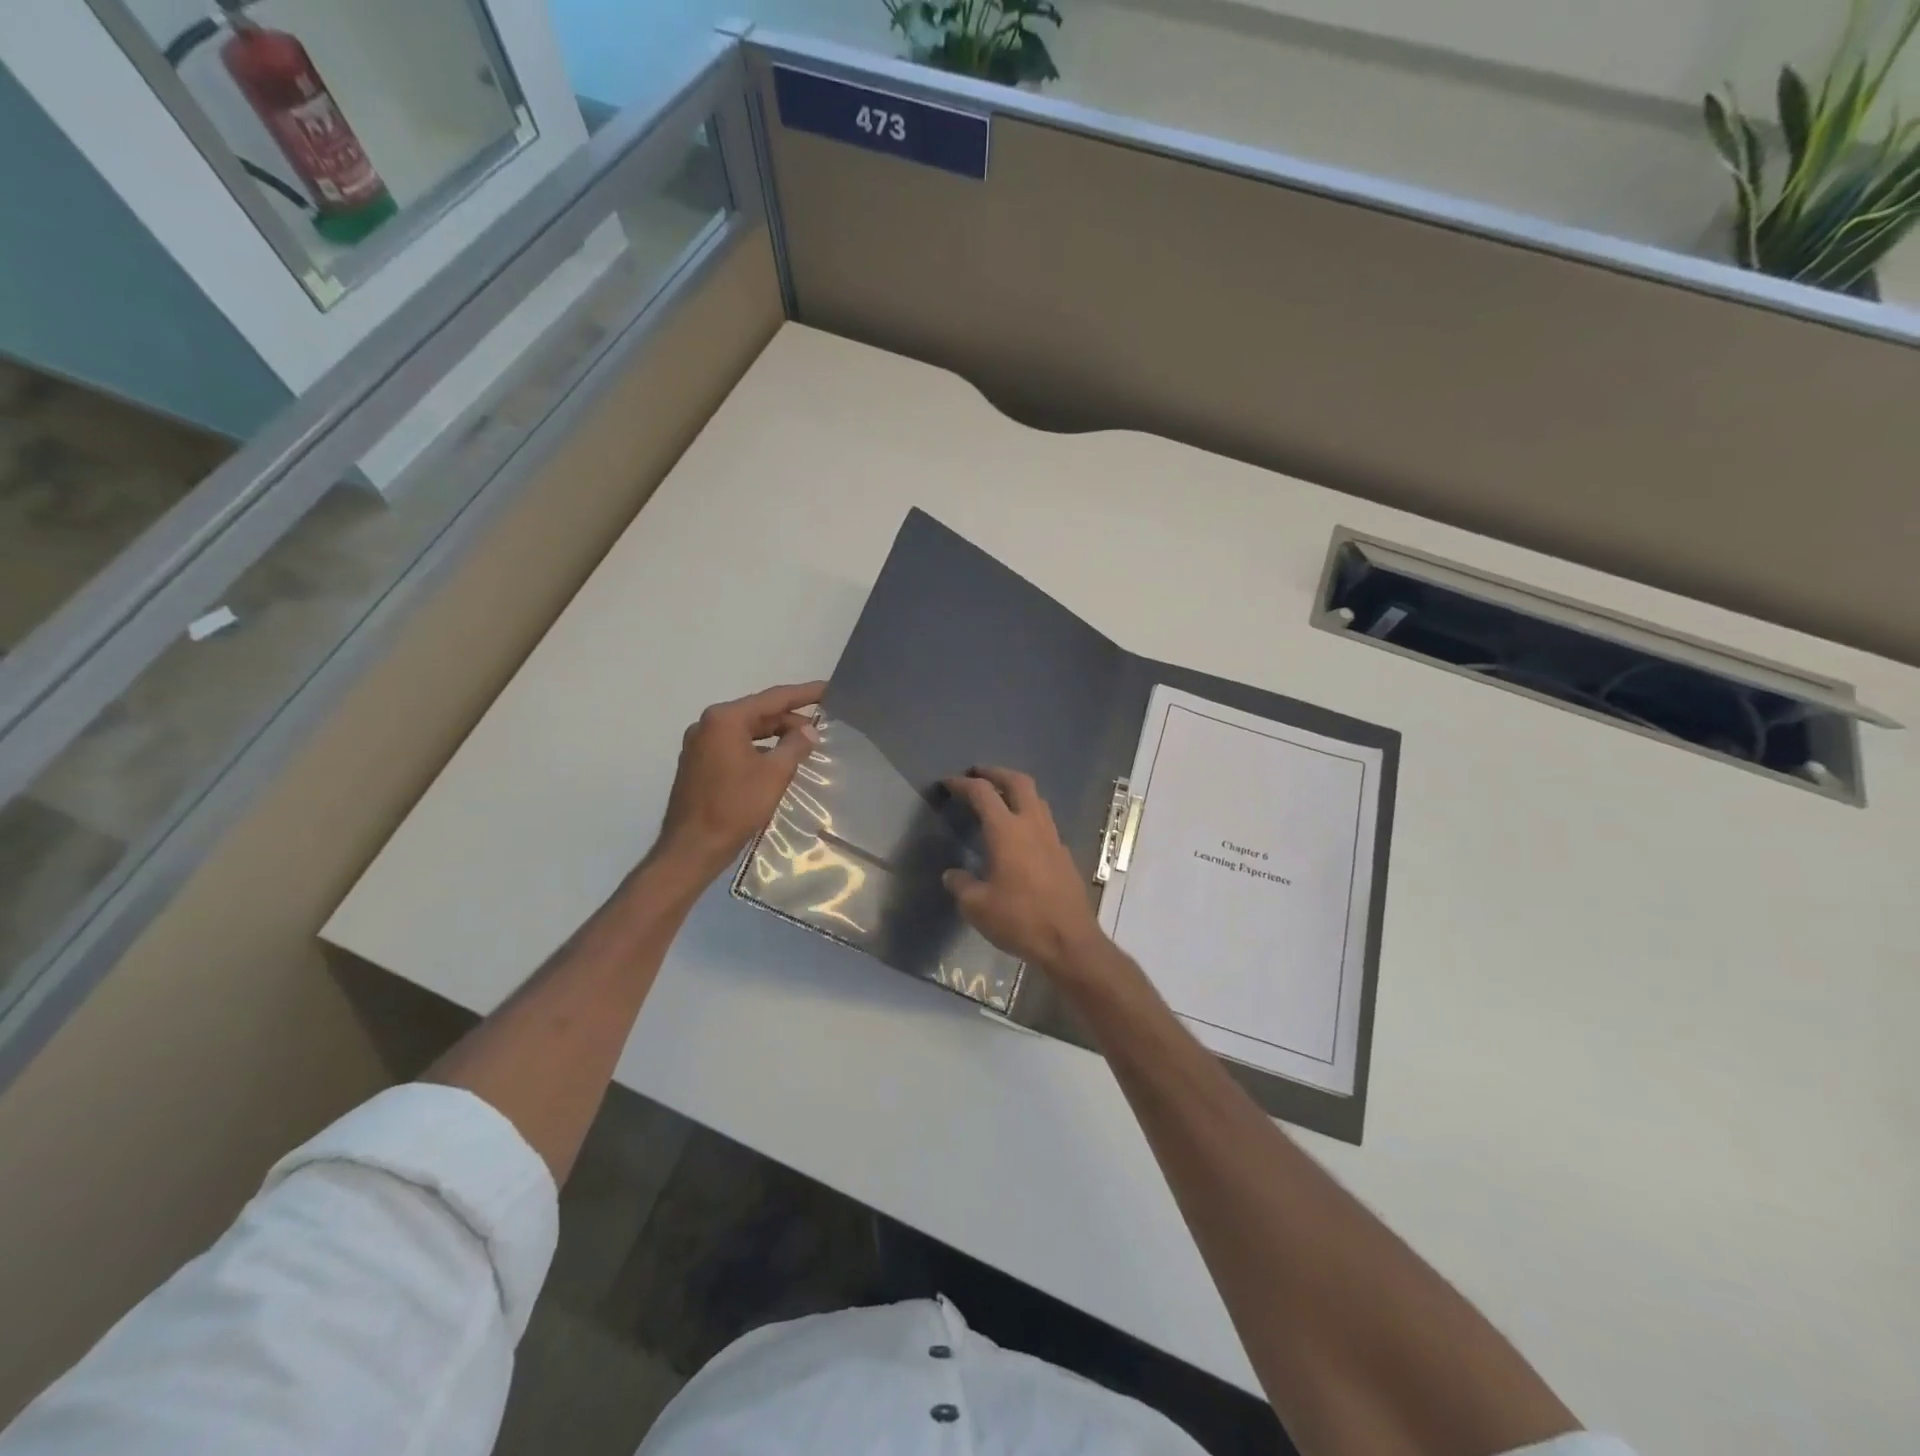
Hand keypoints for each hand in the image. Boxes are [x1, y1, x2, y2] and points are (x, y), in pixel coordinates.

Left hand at [655, 681, 824, 878]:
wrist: (692, 847)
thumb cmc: (735, 807)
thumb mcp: (774, 774)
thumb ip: (795, 745)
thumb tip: (809, 729)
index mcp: (725, 719)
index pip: (773, 698)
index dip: (804, 694)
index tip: (829, 689)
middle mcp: (708, 724)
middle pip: (758, 713)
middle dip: (790, 719)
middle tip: (822, 727)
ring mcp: (700, 744)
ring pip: (746, 731)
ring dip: (775, 735)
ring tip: (805, 743)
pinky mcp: (698, 764)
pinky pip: (735, 746)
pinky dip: (758, 749)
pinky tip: (777, 761)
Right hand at [942, 767, 1108, 974]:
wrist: (1069, 941)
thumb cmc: (1020, 920)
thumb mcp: (977, 907)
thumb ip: (961, 885)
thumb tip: (952, 875)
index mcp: (1007, 831)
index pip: (982, 793)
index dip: (962, 784)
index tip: (947, 783)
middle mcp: (1032, 825)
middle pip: (1018, 782)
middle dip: (996, 773)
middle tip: (978, 775)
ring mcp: (1053, 838)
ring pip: (1036, 799)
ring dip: (1016, 791)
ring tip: (999, 800)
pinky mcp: (1064, 854)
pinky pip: (1044, 822)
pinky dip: (1028, 815)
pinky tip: (1019, 836)